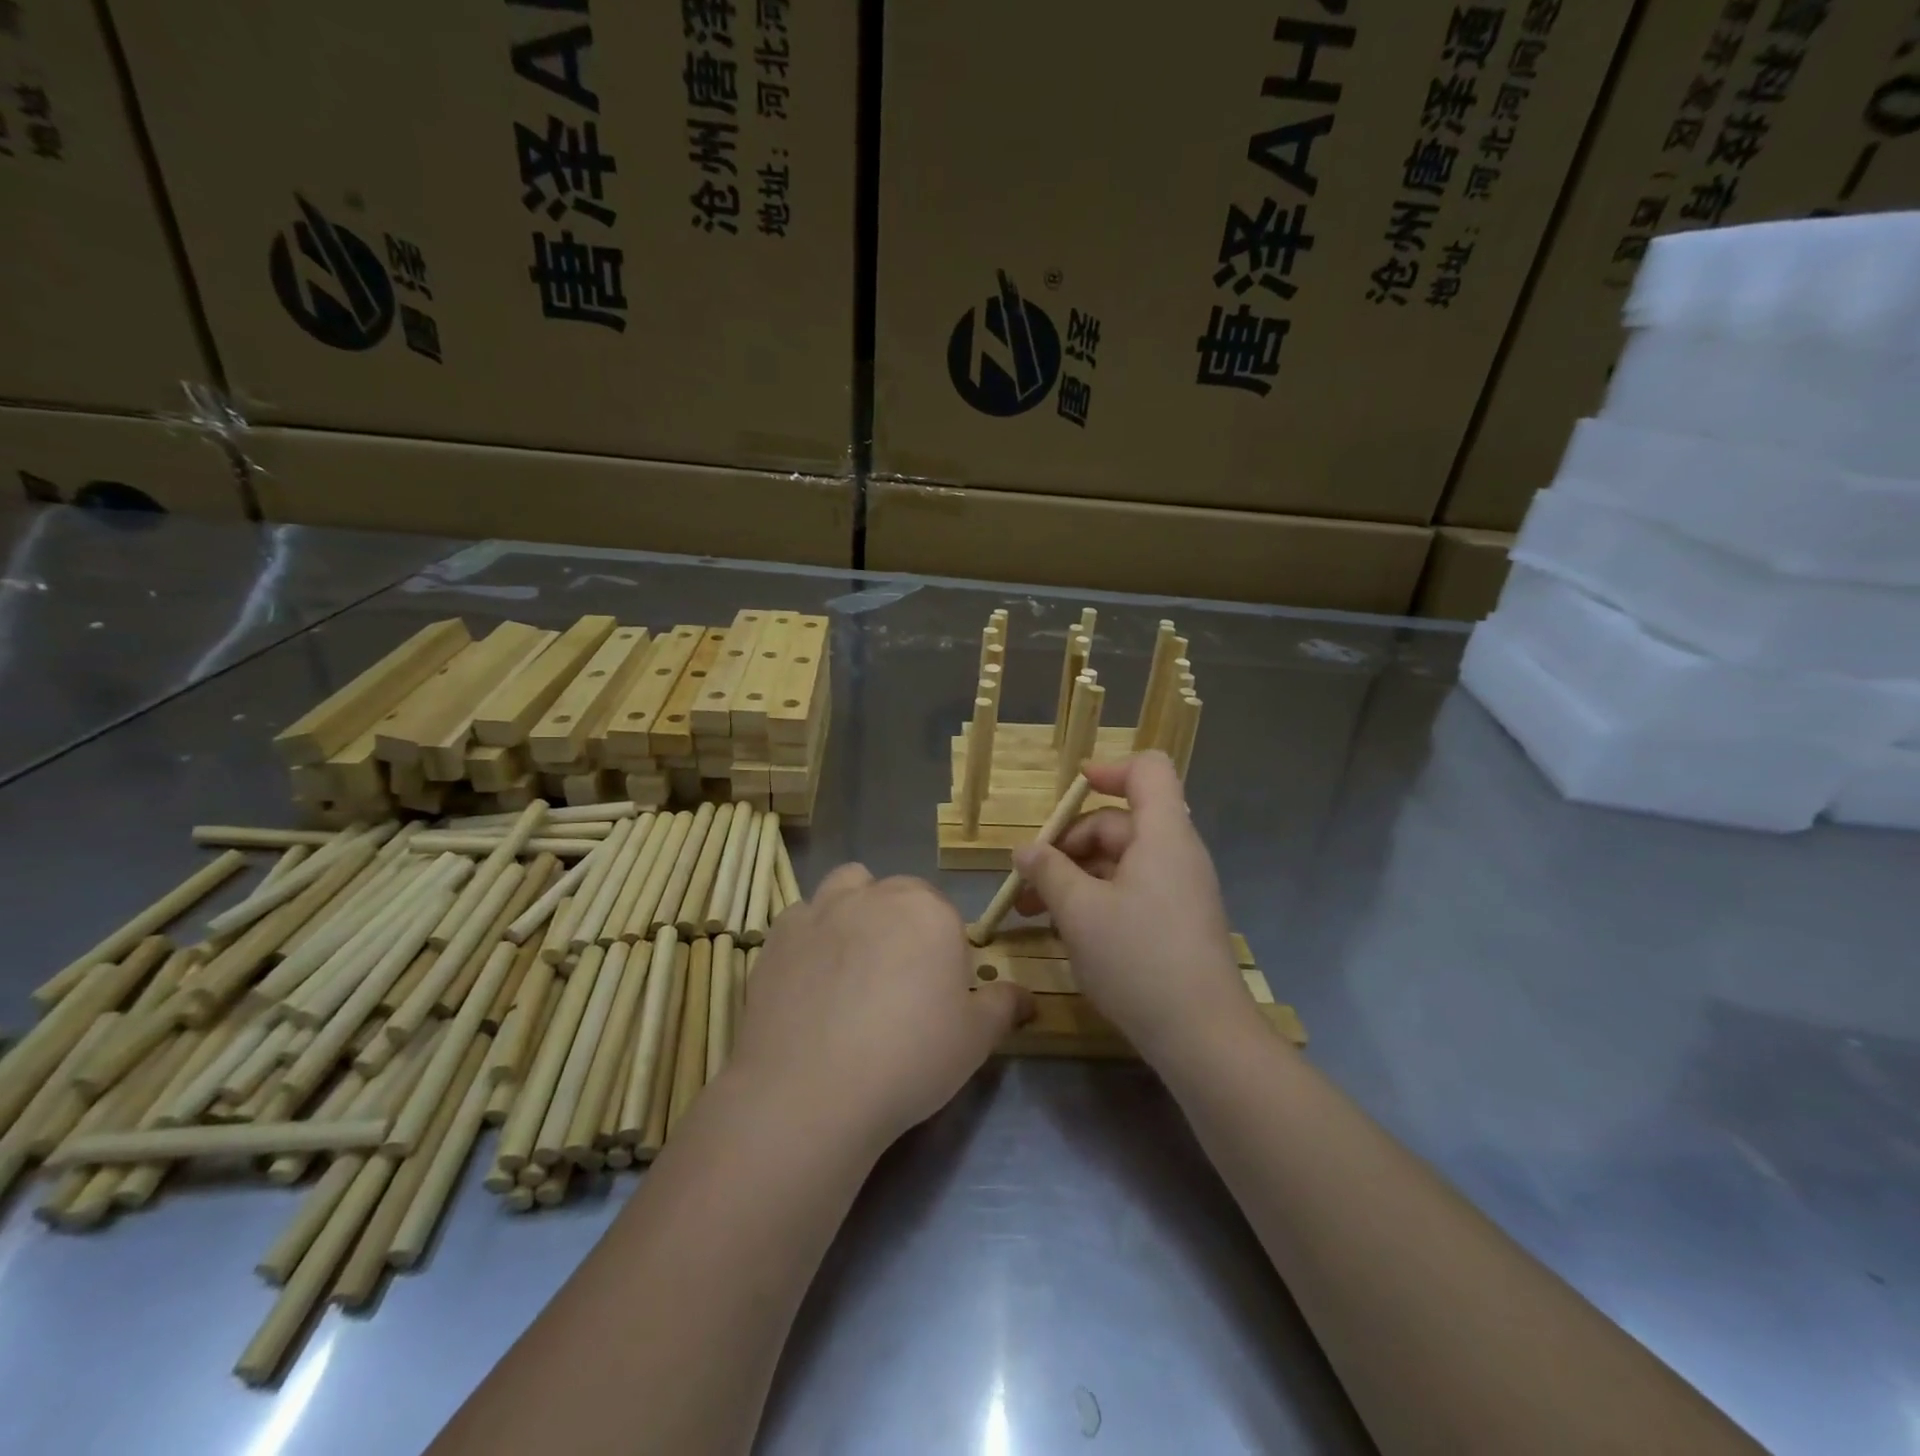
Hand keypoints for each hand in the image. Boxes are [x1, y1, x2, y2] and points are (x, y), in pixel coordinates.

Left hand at [729, 866, 1030, 1150]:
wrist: (810, 1091)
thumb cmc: (909, 1059)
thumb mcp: (975, 1040)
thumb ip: (1004, 1006)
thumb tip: (1026, 996)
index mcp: (928, 911)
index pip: (944, 913)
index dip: (943, 950)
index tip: (936, 991)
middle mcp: (874, 896)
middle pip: (896, 894)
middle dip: (902, 923)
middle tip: (897, 981)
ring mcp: (820, 910)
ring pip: (846, 887)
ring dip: (855, 909)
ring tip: (853, 961)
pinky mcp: (777, 935)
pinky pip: (801, 917)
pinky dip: (811, 935)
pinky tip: (810, 977)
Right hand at [1014, 752, 1258, 1066]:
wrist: (1203, 1036)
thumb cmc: (1139, 960)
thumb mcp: (1080, 912)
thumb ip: (1048, 872)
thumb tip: (1025, 850)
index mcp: (1163, 835)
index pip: (1147, 771)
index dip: (1109, 770)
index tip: (1070, 791)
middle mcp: (1175, 854)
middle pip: (1118, 822)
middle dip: (1068, 844)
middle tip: (1027, 879)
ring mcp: (1178, 890)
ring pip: (1119, 861)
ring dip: (1074, 876)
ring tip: (1033, 911)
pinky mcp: (1175, 921)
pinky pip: (1130, 890)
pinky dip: (1095, 898)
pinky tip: (1066, 930)